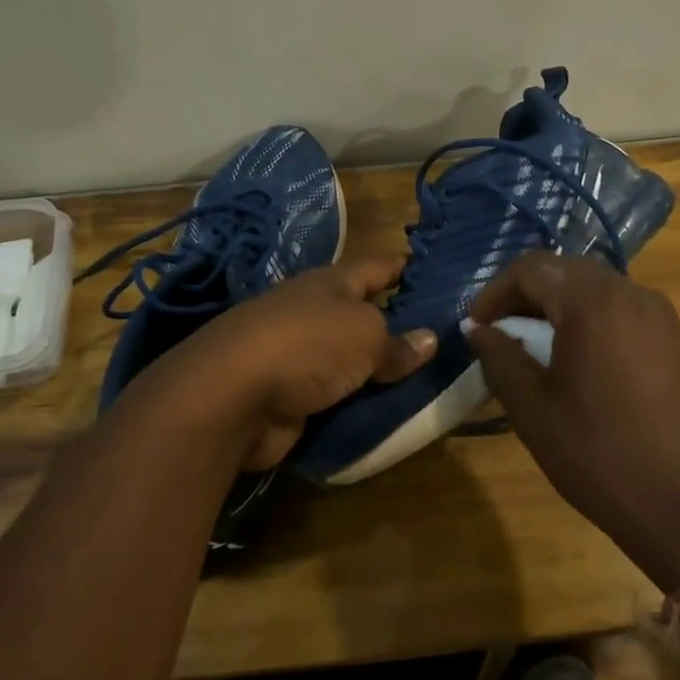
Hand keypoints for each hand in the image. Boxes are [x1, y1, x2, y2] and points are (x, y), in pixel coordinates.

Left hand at [142, 256, 435, 469]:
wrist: (234, 397)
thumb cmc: (307, 345)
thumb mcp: (365, 336)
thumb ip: (398, 343)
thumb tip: (430, 340)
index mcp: (331, 284)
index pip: (377, 268)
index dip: (405, 269)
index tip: (437, 273)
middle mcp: (313, 313)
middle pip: (363, 315)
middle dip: (398, 325)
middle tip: (446, 338)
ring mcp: (298, 355)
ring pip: (351, 360)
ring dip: (378, 370)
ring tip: (426, 380)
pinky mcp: (290, 395)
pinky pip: (336, 396)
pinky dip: (358, 402)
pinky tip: (388, 411)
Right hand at [466, 252, 679, 589]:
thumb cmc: (599, 453)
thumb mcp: (533, 407)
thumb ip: (498, 357)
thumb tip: (477, 330)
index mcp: (593, 301)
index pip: (531, 268)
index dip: (494, 292)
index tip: (475, 328)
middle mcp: (631, 293)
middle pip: (565, 273)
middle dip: (524, 298)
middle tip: (499, 335)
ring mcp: (660, 316)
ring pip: (595, 293)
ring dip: (556, 311)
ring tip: (533, 351)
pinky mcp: (675, 341)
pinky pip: (620, 314)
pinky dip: (588, 325)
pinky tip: (576, 365)